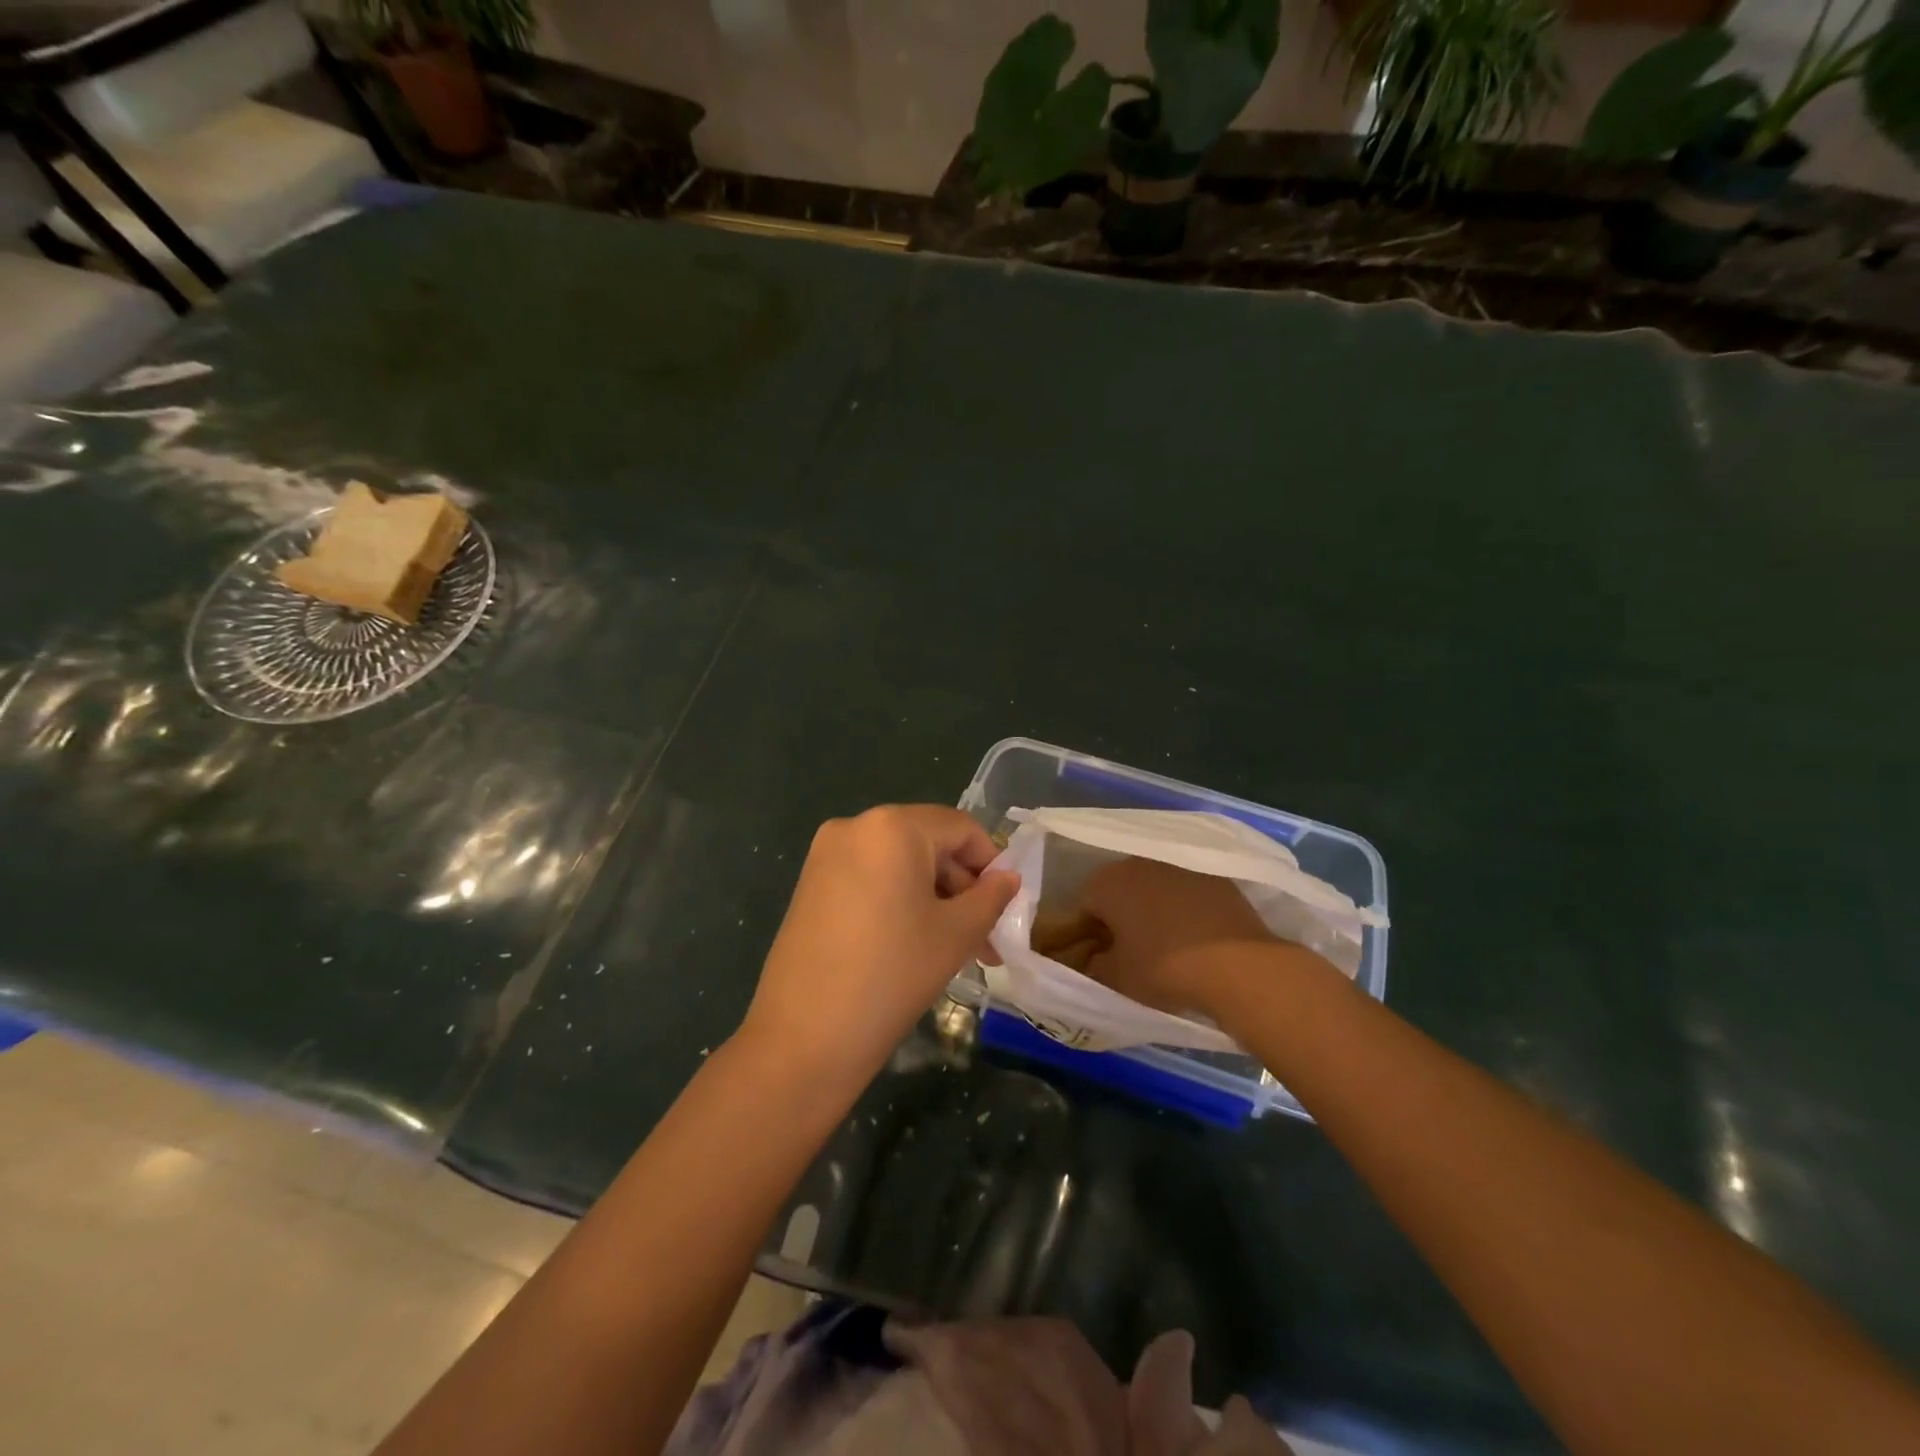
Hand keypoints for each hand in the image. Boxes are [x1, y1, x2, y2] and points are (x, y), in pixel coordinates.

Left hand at [738, 805, 1017, 1092]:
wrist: (803, 1037)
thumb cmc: (892, 975)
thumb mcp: (956, 935)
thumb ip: (990, 898)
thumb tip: (1009, 879)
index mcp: (892, 826)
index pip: (960, 828)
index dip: (991, 864)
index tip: (1006, 907)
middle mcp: (855, 826)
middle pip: (928, 843)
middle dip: (962, 888)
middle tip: (985, 938)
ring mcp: (826, 855)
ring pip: (899, 864)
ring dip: (933, 898)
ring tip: (956, 949)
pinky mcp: (810, 884)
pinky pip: (870, 878)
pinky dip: (899, 901)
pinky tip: (914, 944)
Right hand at [1078, 857, 1276, 1019]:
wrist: (1238, 965)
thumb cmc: (1164, 968)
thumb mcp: (1117, 978)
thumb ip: (1096, 965)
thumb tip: (1096, 957)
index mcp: (1107, 882)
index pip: (1083, 905)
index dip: (1086, 933)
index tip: (1097, 957)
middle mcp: (1139, 863)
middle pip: (1118, 890)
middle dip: (1118, 916)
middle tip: (1127, 950)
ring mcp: (1179, 866)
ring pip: (1152, 887)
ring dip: (1151, 909)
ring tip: (1163, 944)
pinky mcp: (1214, 877)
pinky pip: (1185, 892)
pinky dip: (1183, 909)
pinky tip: (1194, 937)